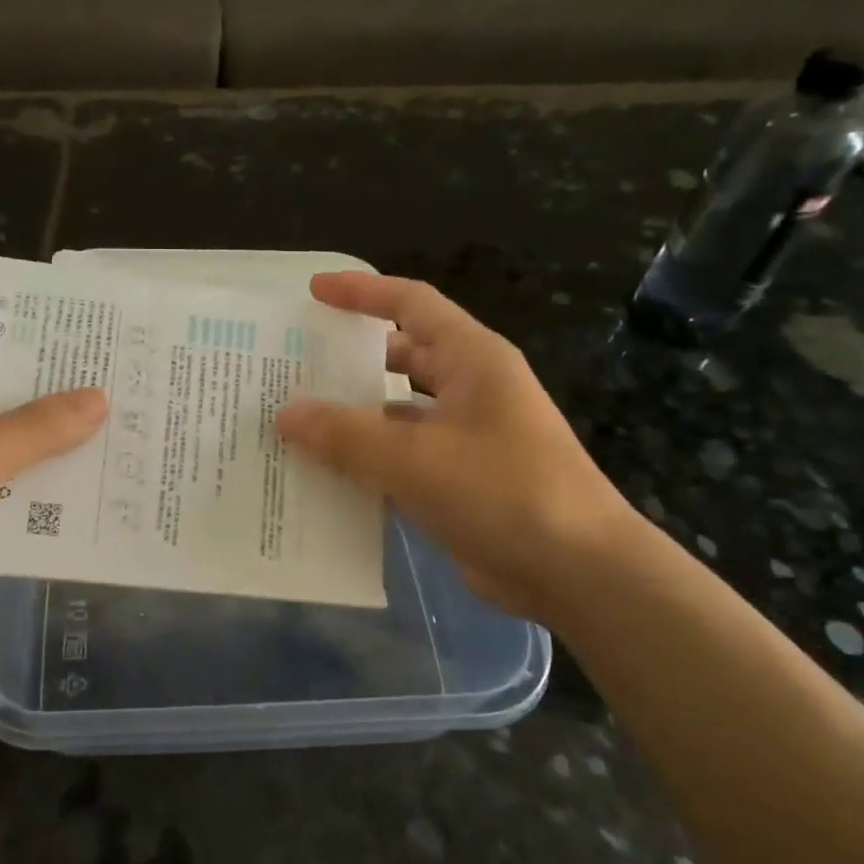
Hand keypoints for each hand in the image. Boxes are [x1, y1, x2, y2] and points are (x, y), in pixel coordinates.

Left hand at [0, 328, 106, 661]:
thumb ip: (38, 427)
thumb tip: (101, 398)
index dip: (31, 341)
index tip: (88, 345)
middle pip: (1, 398)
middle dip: (55, 401)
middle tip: (119, 390)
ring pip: (8, 449)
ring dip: (52, 451)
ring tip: (120, 437)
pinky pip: (5, 494)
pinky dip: (39, 494)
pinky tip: (92, 493)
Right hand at [276, 273, 637, 622]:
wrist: (576, 572)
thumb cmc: (502, 492)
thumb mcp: (415, 459)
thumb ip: (345, 434)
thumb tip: (286, 413)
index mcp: (471, 359)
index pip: (410, 304)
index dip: (361, 292)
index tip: (312, 292)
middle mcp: (470, 389)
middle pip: (400, 357)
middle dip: (349, 359)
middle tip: (293, 365)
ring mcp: (467, 437)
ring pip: (397, 412)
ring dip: (353, 417)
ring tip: (294, 422)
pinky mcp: (460, 480)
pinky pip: (402, 458)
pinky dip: (367, 462)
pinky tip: (324, 475)